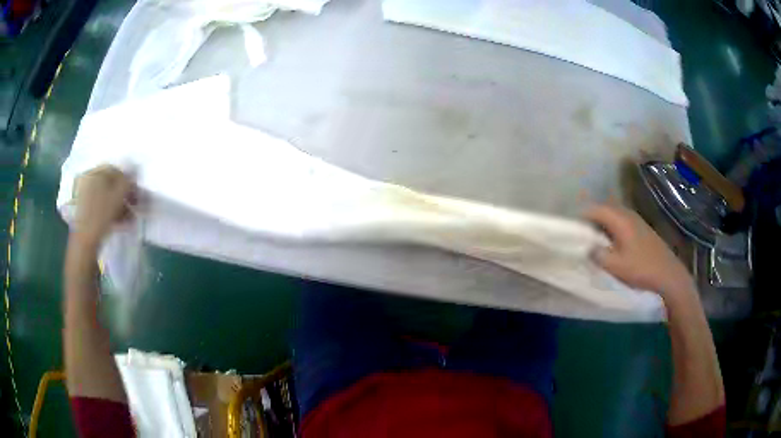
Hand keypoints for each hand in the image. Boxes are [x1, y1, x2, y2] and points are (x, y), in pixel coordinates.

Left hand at [72, 165, 134, 247]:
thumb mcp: (118, 195)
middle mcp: (87, 181)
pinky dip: (112, 212)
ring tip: (131, 218)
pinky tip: (122, 222)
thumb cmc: (101, 214)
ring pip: (107, 197)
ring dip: (121, 206)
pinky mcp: (86, 213)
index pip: (115, 170)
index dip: (128, 179)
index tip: (137, 191)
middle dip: (124, 195)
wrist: (84, 242)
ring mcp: (85, 198)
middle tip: (135, 205)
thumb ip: (127, 181)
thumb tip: (134, 172)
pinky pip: (102, 207)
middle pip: (110, 184)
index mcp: (93, 173)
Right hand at [585, 204, 694, 300]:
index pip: (595, 210)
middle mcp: (628, 215)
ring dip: (603, 224)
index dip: (582, 216)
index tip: (572, 228)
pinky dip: (613, 228)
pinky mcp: (642, 229)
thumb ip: (598, 255)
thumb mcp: (615, 266)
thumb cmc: (641, 269)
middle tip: (582, 234)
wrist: (668, 274)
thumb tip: (588, 247)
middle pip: (605, 210)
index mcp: (620, 220)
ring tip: (595, 239)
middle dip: (591, 219)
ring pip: (614, 216)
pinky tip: (613, 243)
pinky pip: (622, 221)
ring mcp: (637, 220)